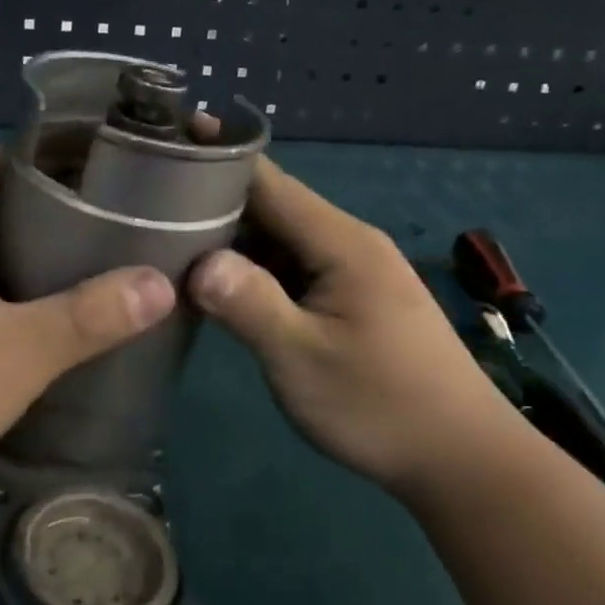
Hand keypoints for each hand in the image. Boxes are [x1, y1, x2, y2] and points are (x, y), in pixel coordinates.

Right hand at [189, 159, 522, 506]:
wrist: (459, 457)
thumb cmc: (380, 405)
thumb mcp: (302, 358)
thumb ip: (249, 303)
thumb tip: (197, 261)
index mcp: (340, 243)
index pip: (268, 182)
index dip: (217, 160)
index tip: (164, 146)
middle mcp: (347, 244)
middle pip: (270, 207)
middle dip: (212, 202)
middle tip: (145, 204)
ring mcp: (350, 273)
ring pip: (277, 240)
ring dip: (228, 239)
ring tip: (163, 237)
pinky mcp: (349, 300)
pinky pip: (290, 269)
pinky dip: (250, 269)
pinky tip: (212, 283)